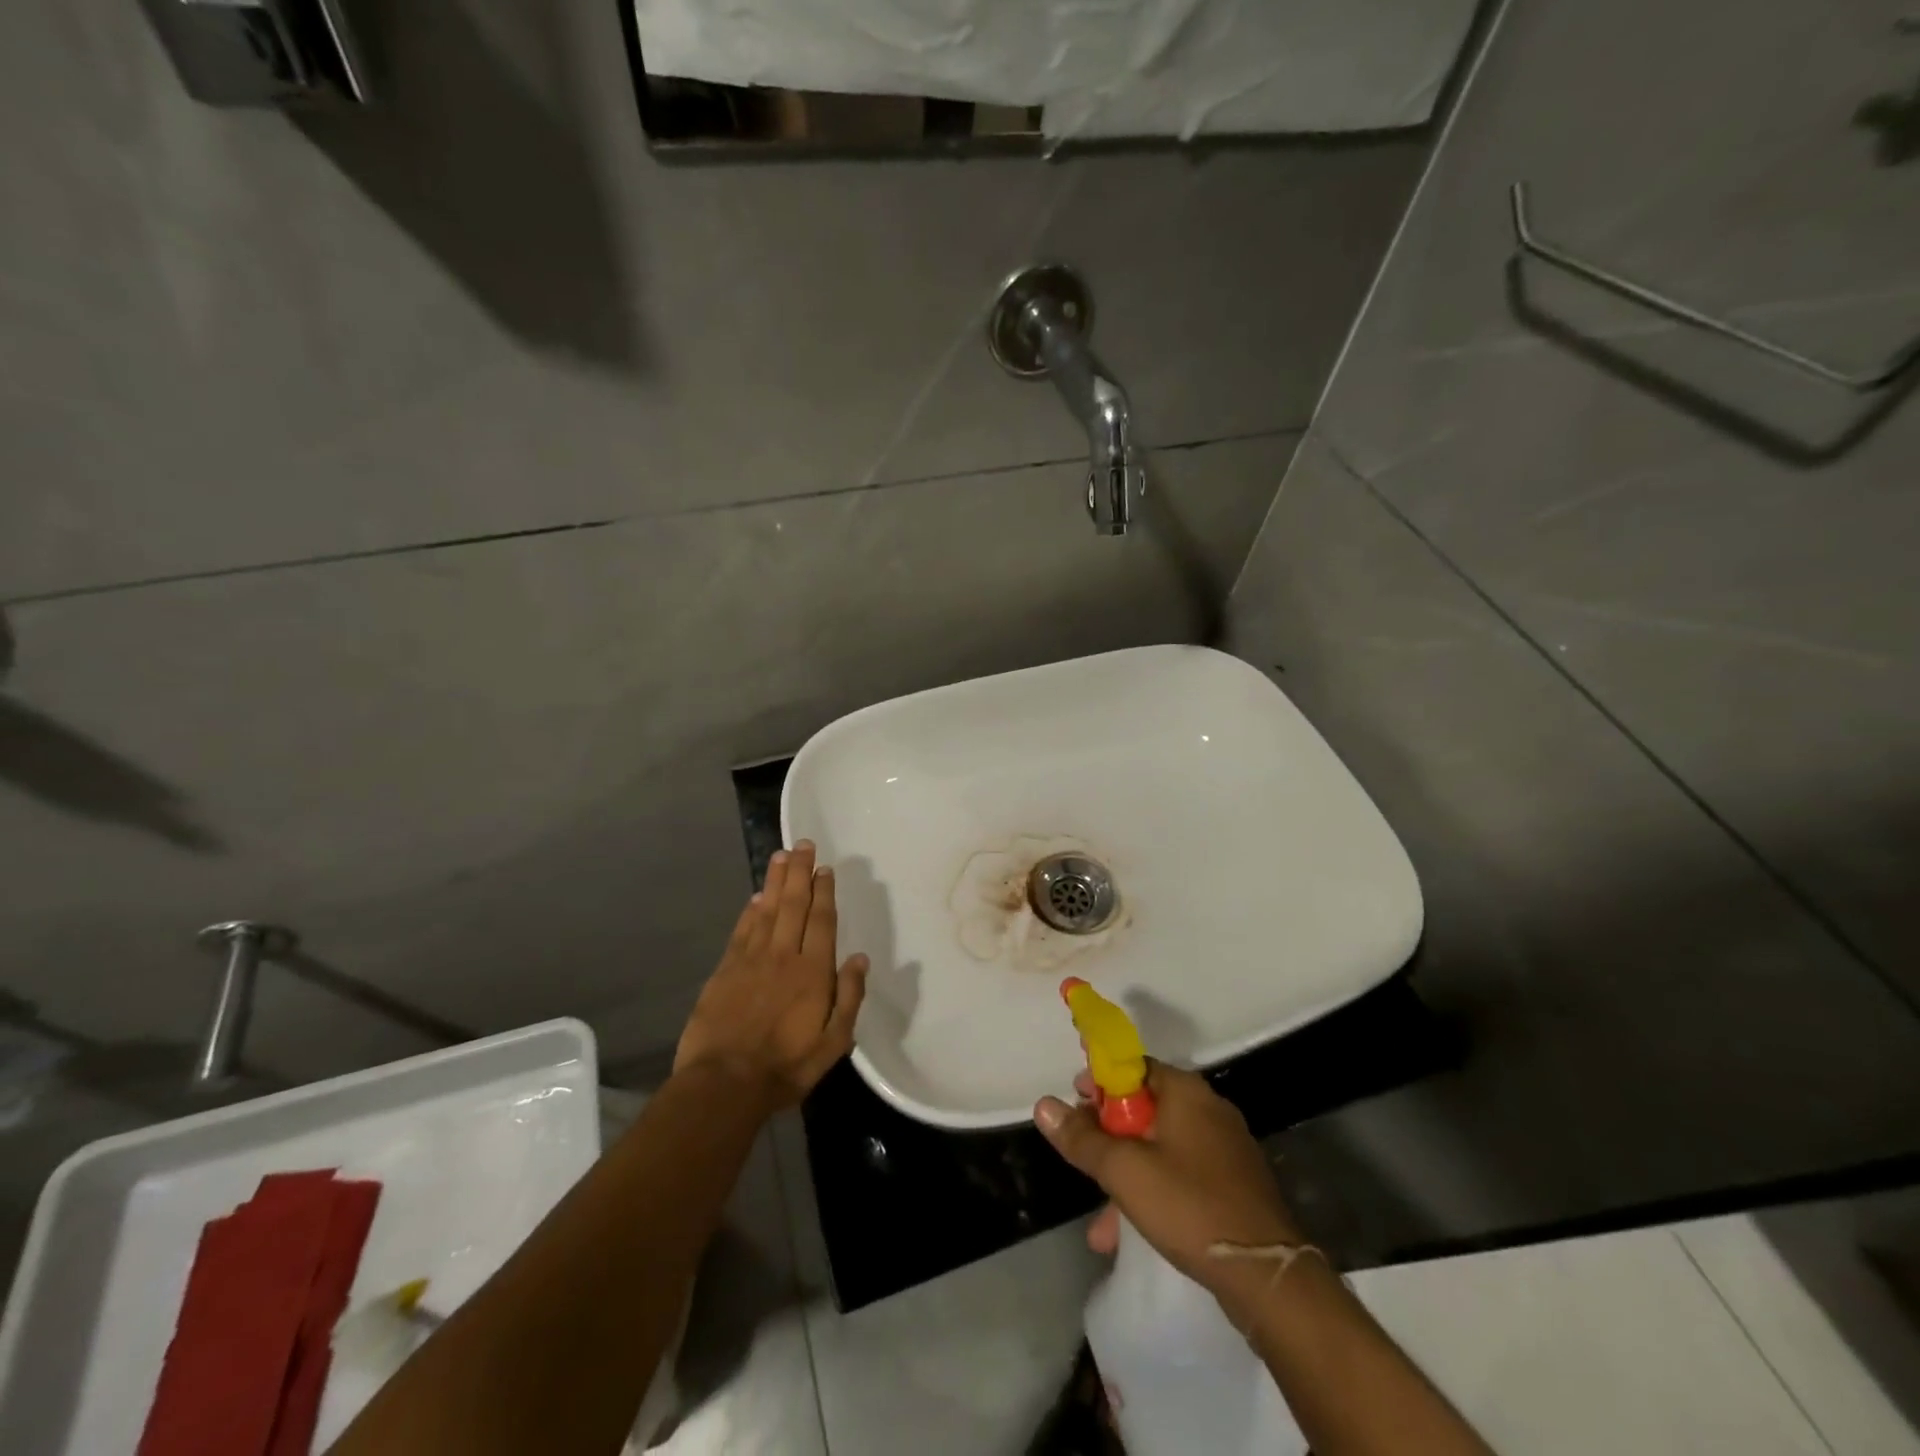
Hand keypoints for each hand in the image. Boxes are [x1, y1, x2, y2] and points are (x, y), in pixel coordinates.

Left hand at [674, 841, 868, 1110]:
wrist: (724, 1083)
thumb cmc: (786, 1066)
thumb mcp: (833, 1043)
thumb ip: (849, 998)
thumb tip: (860, 958)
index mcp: (813, 972)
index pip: (821, 921)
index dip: (824, 892)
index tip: (825, 868)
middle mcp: (783, 955)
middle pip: (793, 905)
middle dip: (799, 872)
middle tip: (802, 845)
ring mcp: (751, 960)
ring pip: (767, 910)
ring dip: (775, 881)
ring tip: (780, 856)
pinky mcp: (725, 970)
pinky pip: (742, 930)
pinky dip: (750, 910)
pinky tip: (755, 896)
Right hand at [1035, 1061, 1301, 1318]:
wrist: (1269, 1277)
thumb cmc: (1190, 1206)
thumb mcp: (1124, 1171)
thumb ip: (1082, 1138)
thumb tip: (1043, 1105)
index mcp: (1185, 1091)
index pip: (1133, 1065)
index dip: (1099, 1080)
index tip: (1075, 1101)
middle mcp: (1207, 1109)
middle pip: (1144, 1105)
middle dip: (1108, 1132)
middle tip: (1082, 1153)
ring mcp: (1224, 1148)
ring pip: (1160, 1146)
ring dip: (1125, 1172)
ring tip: (1098, 1216)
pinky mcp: (1233, 1185)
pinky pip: (1180, 1174)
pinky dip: (1152, 1191)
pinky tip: (1127, 1232)